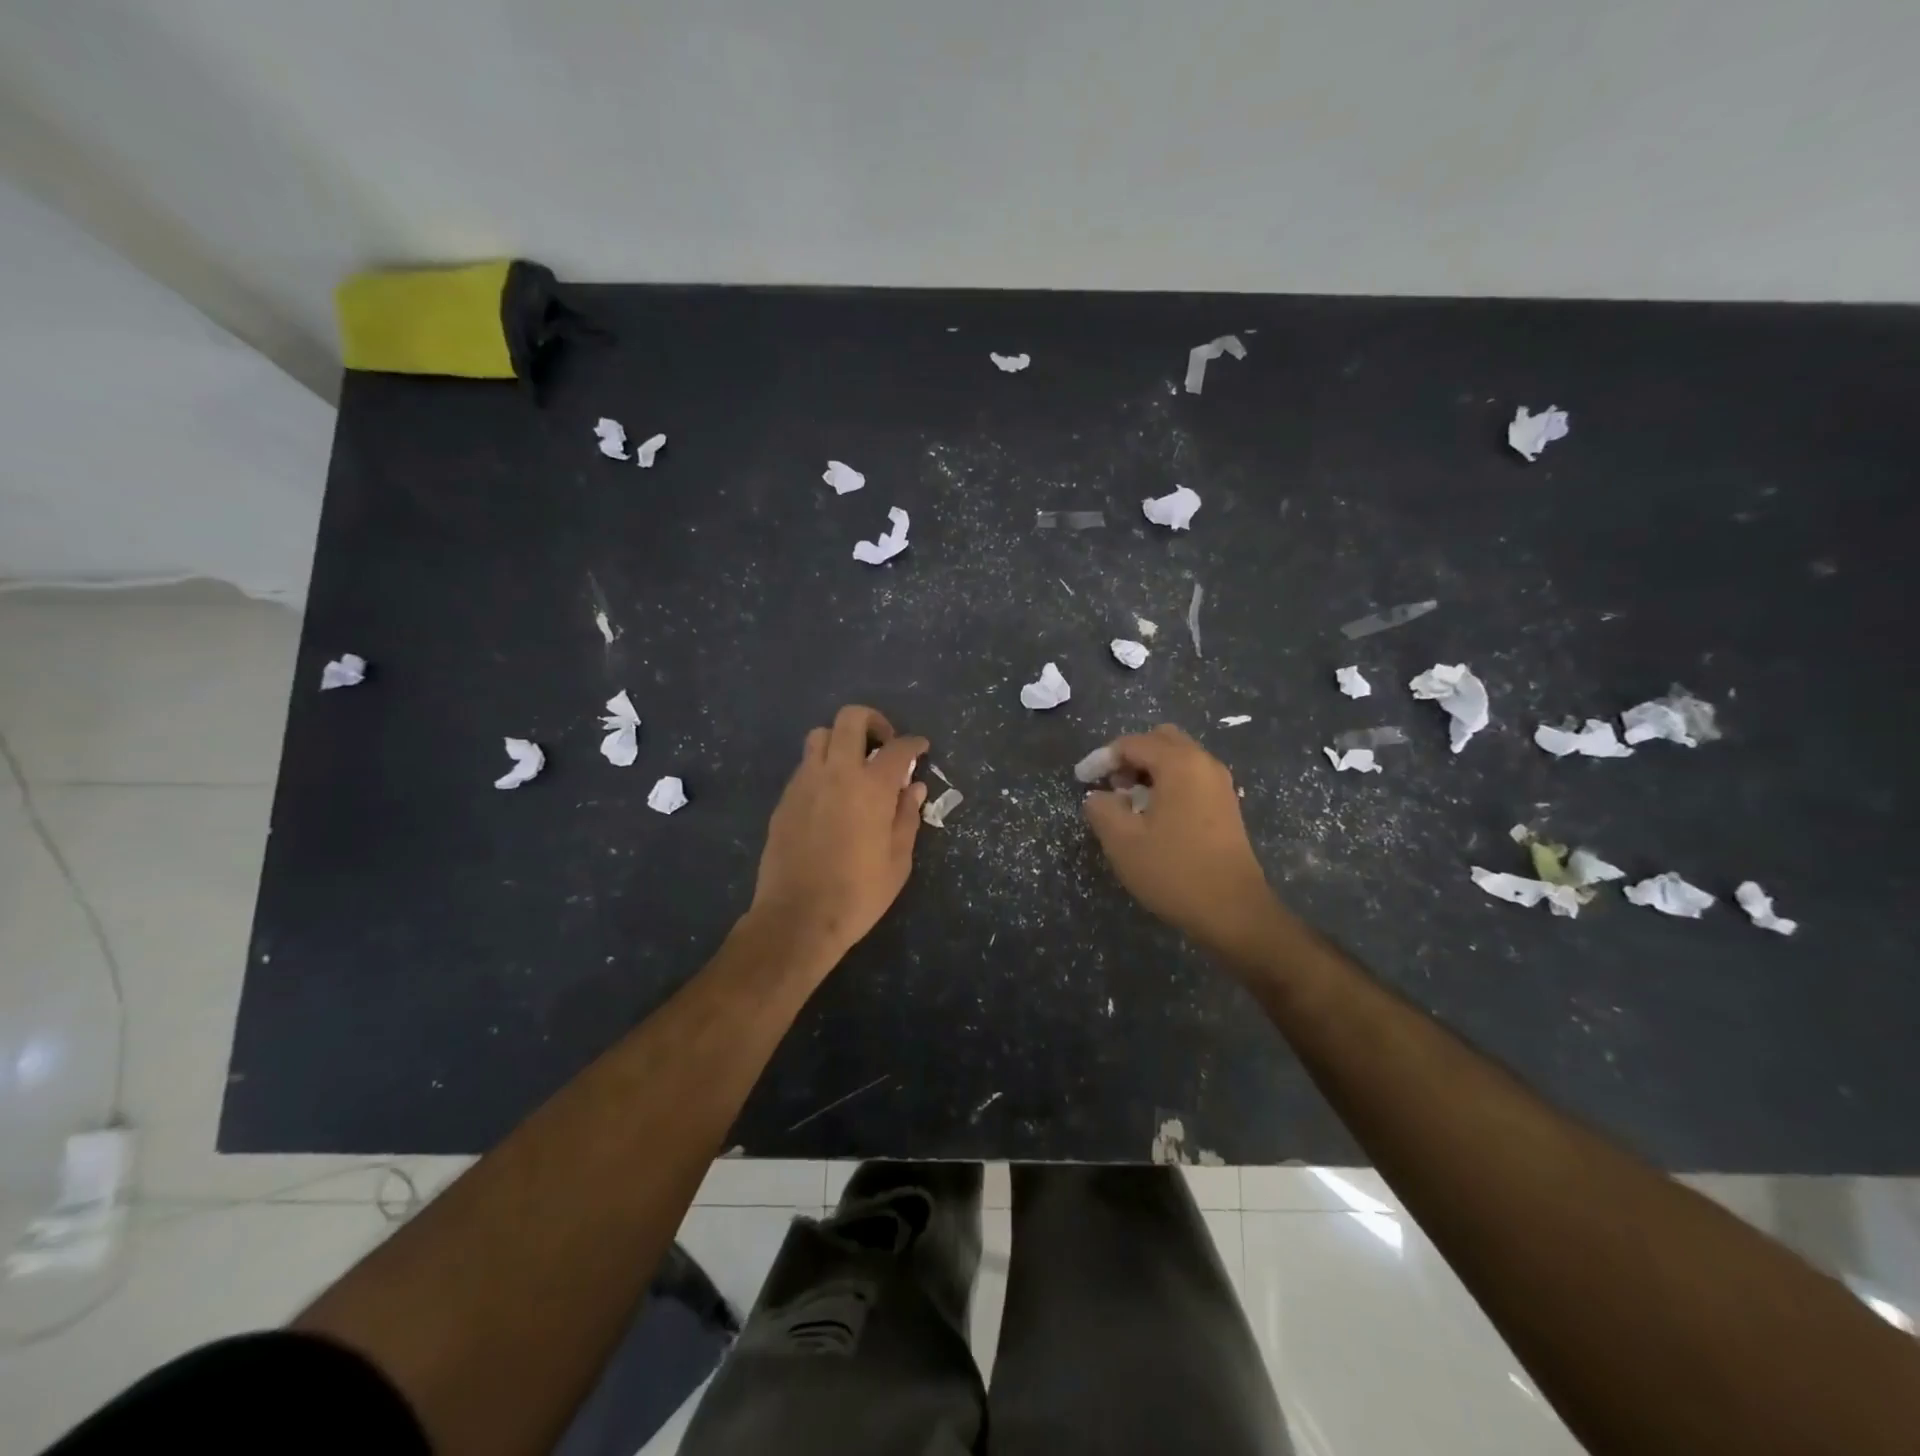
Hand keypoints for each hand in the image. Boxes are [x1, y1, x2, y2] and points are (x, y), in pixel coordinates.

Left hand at [749, 704, 929, 963]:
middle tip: (884, 745)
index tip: (920, 747)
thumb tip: (914, 788)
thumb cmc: (859, 893)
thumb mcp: (898, 860)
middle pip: (851, 719)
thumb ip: (907, 816)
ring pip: (820, 736)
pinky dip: (823, 767)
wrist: (798, 917)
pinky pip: (805, 765)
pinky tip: (832, 795)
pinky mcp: (785, 799)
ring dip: (841, 741)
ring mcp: (805, 782)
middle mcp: (837, 773)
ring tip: (854, 767)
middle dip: (873, 721)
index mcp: (872, 787)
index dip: (914, 743)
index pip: (897, 747)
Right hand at [1082, 725, 1280, 957]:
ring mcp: (1220, 785)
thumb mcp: (1122, 841)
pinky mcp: (1226, 806)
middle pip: (1160, 740)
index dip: (1102, 758)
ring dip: (1149, 771)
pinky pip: (1191, 778)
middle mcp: (1204, 764)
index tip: (1081, 780)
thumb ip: (1101, 808)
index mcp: (1179, 763)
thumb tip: (1099, 796)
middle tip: (1110, 785)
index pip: (1132, 743)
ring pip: (1178, 759)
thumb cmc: (1174, 871)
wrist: (1233, 911)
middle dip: (1130, 757)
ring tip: (1128, 803)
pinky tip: (1153, 817)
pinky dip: (1168, 785)